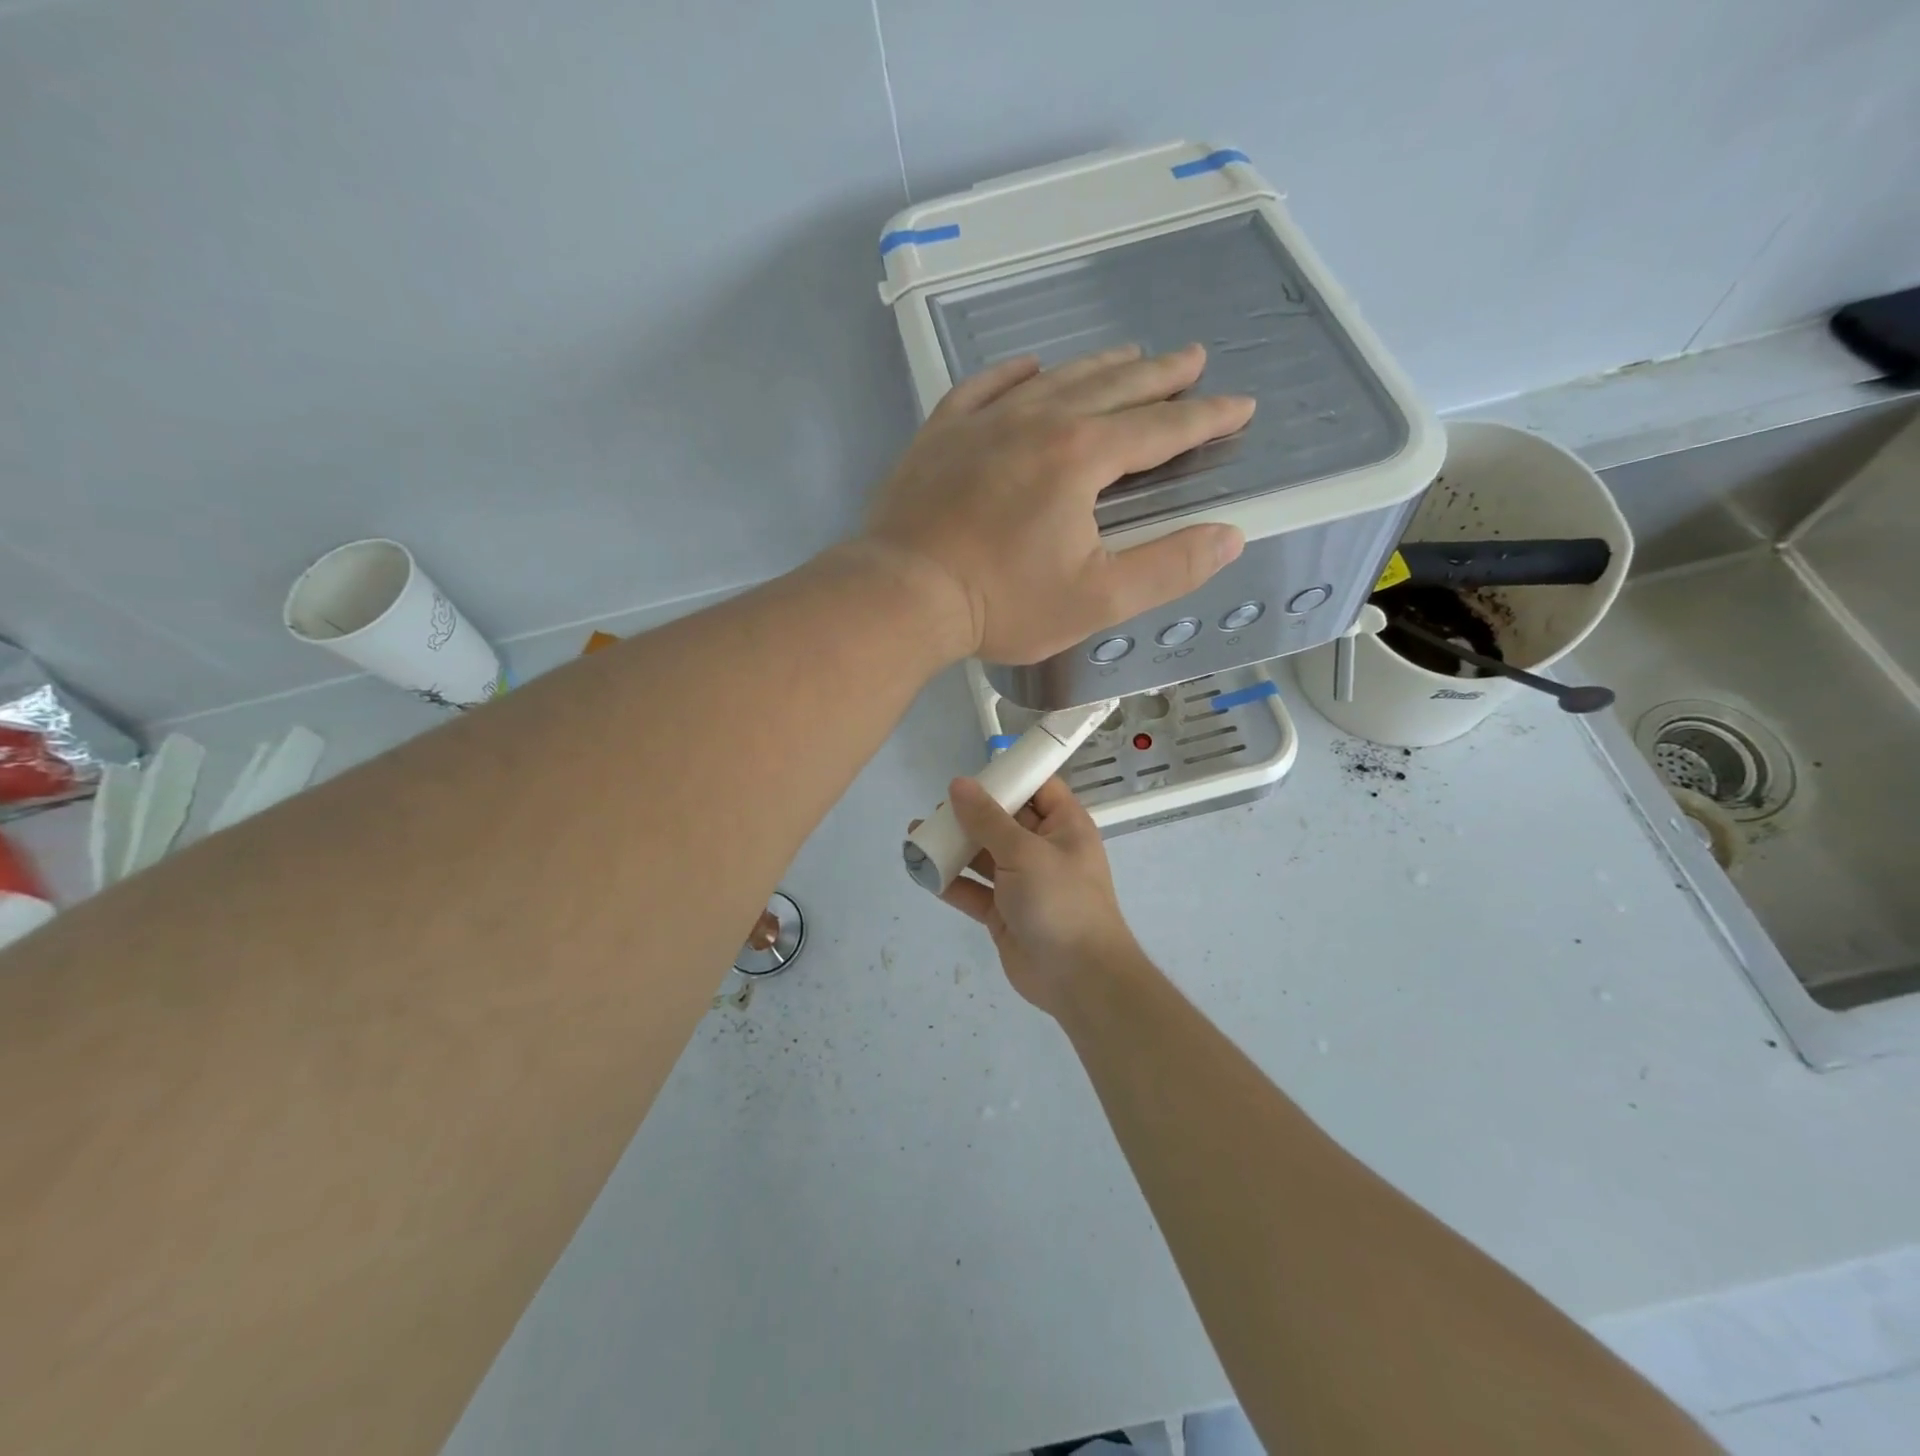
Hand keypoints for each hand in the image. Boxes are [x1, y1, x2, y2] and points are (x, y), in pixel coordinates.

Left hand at [863, 344, 1253, 663]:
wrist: (903, 594)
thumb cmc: (1002, 603)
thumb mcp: (1097, 600)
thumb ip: (1168, 567)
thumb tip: (1228, 537)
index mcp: (1081, 457)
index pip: (1160, 428)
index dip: (1206, 418)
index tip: (1239, 406)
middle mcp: (1037, 422)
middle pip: (1112, 387)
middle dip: (1159, 375)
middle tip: (1191, 359)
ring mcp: (983, 422)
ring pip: (1054, 379)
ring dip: (1097, 366)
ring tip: (1128, 354)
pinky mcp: (940, 434)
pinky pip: (983, 388)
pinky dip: (1012, 374)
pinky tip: (1029, 367)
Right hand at [934, 775, 1138, 1015]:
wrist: (1078, 978)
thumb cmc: (1060, 901)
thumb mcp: (1024, 852)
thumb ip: (988, 819)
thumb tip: (959, 784)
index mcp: (1064, 826)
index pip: (1038, 788)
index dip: (1008, 777)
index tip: (972, 775)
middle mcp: (1044, 849)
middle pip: (1004, 820)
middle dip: (969, 814)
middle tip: (936, 811)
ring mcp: (1023, 882)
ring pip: (984, 855)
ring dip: (953, 846)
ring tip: (917, 835)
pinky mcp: (1004, 912)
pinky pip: (973, 889)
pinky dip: (950, 881)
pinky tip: (922, 869)